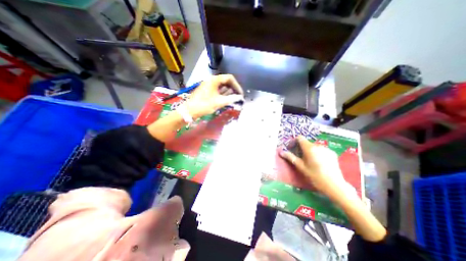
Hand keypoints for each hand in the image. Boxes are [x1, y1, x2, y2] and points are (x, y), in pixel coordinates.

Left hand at [185, 74, 244, 118]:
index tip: (240, 93)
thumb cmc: (204, 105)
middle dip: (233, 88)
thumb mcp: (219, 102)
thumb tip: (240, 97)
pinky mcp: (206, 90)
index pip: (229, 78)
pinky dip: (222, 93)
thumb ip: (231, 99)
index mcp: (214, 80)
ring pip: (221, 86)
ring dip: (228, 91)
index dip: (237, 85)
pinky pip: (217, 89)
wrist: (190, 110)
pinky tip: (226, 99)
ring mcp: (208, 85)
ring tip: (233, 98)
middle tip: (238, 96)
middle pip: (226, 81)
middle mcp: (211, 80)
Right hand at [276, 137, 348, 197]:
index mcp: (309, 148)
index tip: (291, 148)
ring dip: (309, 150)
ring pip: (313, 146)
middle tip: (299, 157)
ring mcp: (326, 149)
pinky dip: (317, 153)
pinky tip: (318, 162)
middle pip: (306, 143)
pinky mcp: (332, 153)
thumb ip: (290, 157)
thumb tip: (281, 152)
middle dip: (300, 148)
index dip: (294, 142)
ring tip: (309, 161)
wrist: (334, 185)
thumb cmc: (315, 176)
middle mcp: (318, 145)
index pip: (300, 138)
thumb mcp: (300, 167)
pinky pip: (321, 150)